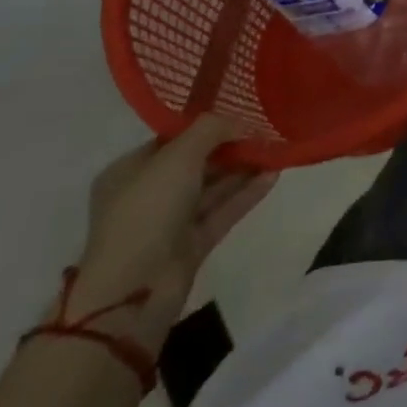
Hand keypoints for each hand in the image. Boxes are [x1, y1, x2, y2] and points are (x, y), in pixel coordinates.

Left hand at [69, 117, 276, 350]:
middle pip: (196, 163)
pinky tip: (273, 176)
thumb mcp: (178, 156)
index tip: (240, 115)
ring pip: (212, 188)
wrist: (134, 291)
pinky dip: (246, 194)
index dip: (206, 126)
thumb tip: (240, 122)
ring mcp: (169, 223)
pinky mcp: (191, 246)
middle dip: (230, 147)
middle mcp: (148, 195)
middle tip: (264, 132)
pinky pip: (222, 212)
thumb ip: (211, 130)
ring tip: (276, 150)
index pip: (172, 140)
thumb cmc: (147, 211)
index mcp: (129, 171)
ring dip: (243, 170)